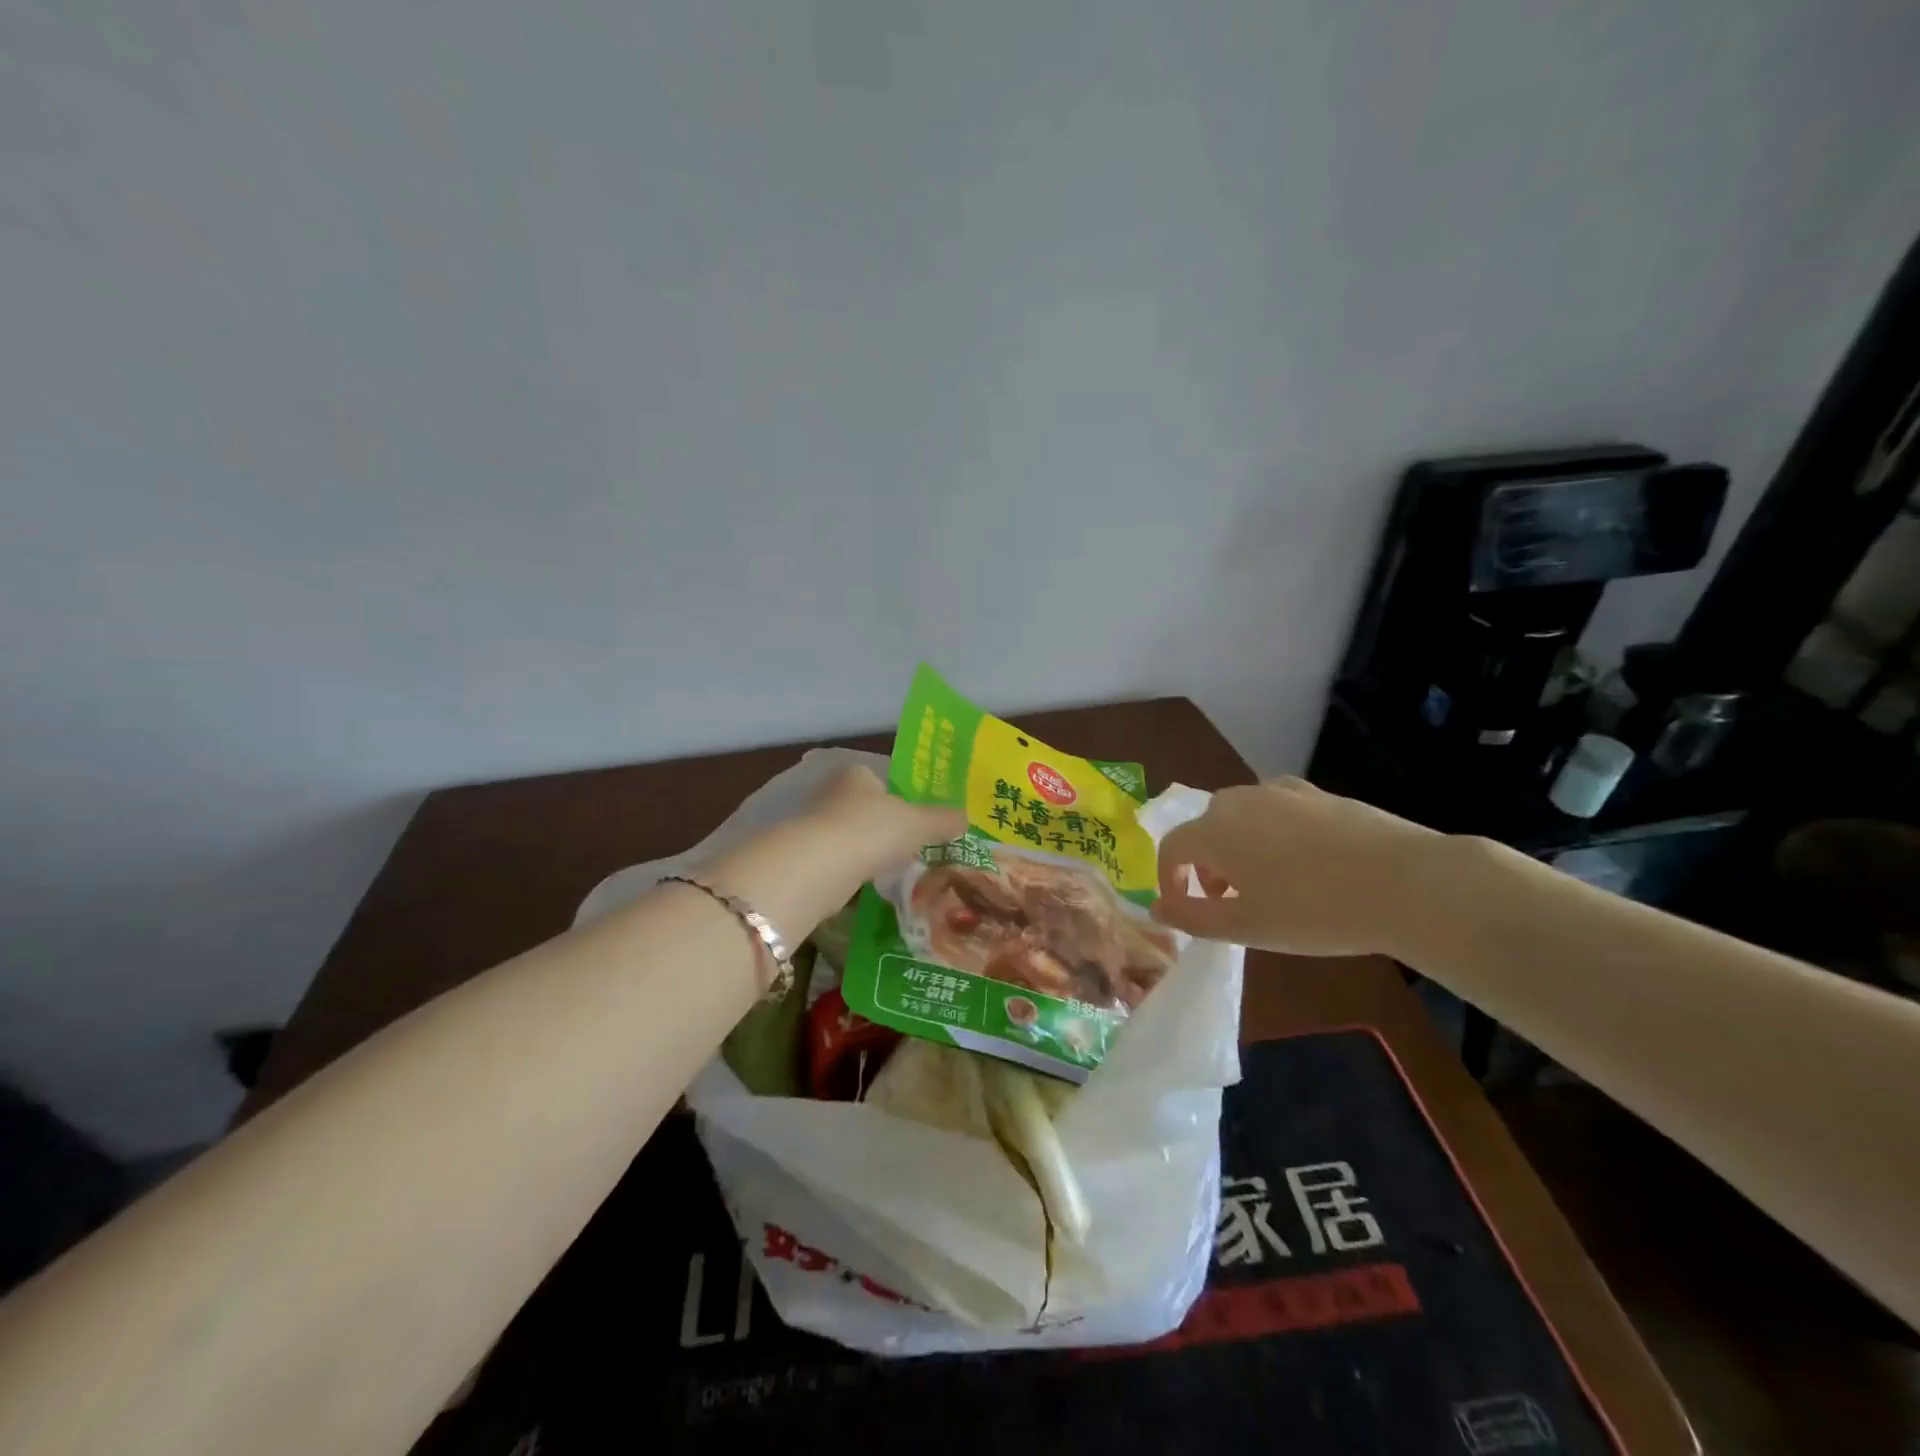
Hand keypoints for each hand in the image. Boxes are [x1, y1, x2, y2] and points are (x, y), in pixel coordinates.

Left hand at [704, 766, 965, 945]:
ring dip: (870, 849)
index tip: (919, 817)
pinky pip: (841, 861)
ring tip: (896, 867)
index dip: (901, 795)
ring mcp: (816, 826)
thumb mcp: (919, 823)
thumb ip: (943, 820)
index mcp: (857, 775)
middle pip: (867, 807)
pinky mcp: (807, 858)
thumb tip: (966, 818)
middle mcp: (832, 794)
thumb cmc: (872, 830)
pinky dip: (856, 870)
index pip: (881, 778)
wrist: (818, 868)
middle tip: (913, 844)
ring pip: (853, 835)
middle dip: (886, 825)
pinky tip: (872, 883)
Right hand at [1151, 777, 1435, 956]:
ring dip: (1238, 847)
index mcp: (1213, 831)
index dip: (1171, 880)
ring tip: (1267, 883)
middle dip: (1207, 865)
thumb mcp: (1245, 927)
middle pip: (1205, 830)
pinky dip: (1273, 832)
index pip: (1172, 849)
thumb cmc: (1314, 912)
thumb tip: (1156, 907)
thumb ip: (1191, 917)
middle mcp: (1238, 801)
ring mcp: (1280, 792)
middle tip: (1230, 901)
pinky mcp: (1317, 793)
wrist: (1405, 882)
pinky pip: (1277, 810)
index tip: (1187, 909)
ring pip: (1241, 817)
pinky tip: (1303, 860)